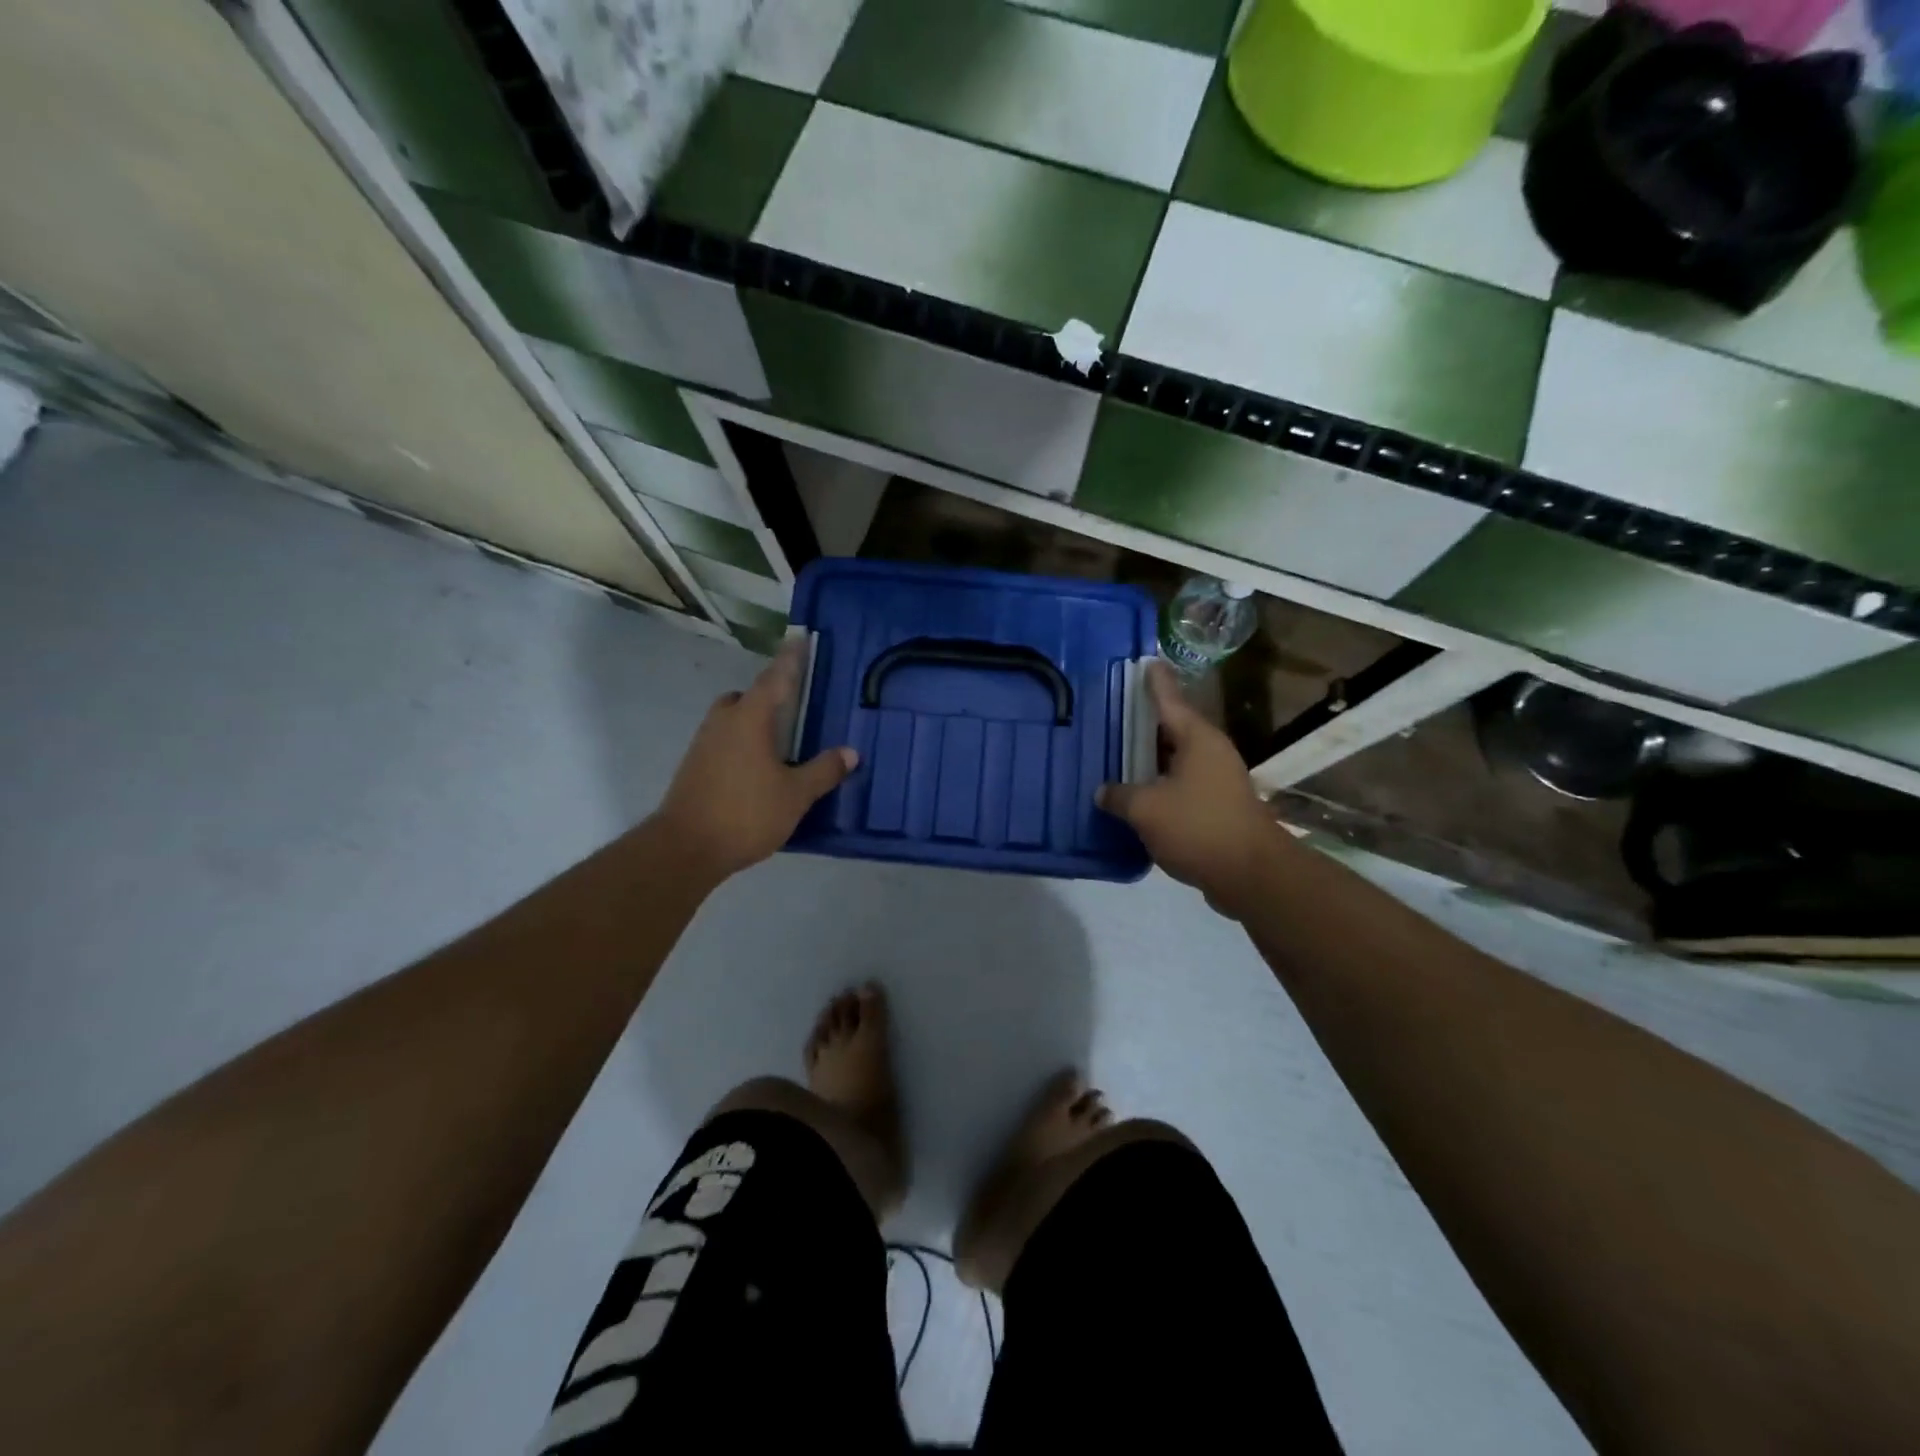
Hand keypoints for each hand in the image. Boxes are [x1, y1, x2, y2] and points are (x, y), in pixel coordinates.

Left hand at [654, 641, 856, 883]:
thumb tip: (850, 752)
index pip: (775, 679)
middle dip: (767, 697)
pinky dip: (742, 744)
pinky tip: (758, 770)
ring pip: (732, 720)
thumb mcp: (795, 794)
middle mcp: (723, 722)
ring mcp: (704, 744)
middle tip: (793, 708)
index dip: (790, 659)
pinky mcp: (694, 766)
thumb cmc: (746, 813)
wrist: (685, 848)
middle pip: (746, 697)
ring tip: (779, 744)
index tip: (799, 638)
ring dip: (753, 723)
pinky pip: (724, 741)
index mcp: (750, 719)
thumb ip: (823, 770)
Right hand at [1097, 661, 1283, 916]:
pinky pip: (1179, 785)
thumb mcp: (1146, 808)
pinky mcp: (1216, 807)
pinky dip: (1157, 785)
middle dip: (1143, 723)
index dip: (1155, 682)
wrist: (1250, 874)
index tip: (1146, 661)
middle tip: (1114, 712)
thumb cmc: (1198, 827)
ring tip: (1116, 753)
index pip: (1169, 700)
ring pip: (1175, 760)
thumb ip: (1119, 795)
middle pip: (1171, 729)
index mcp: (1197, 739)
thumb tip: (1103, 792)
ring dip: (1148, 758)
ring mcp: (1216, 780)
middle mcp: (1209, 752)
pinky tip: (1134, 794)